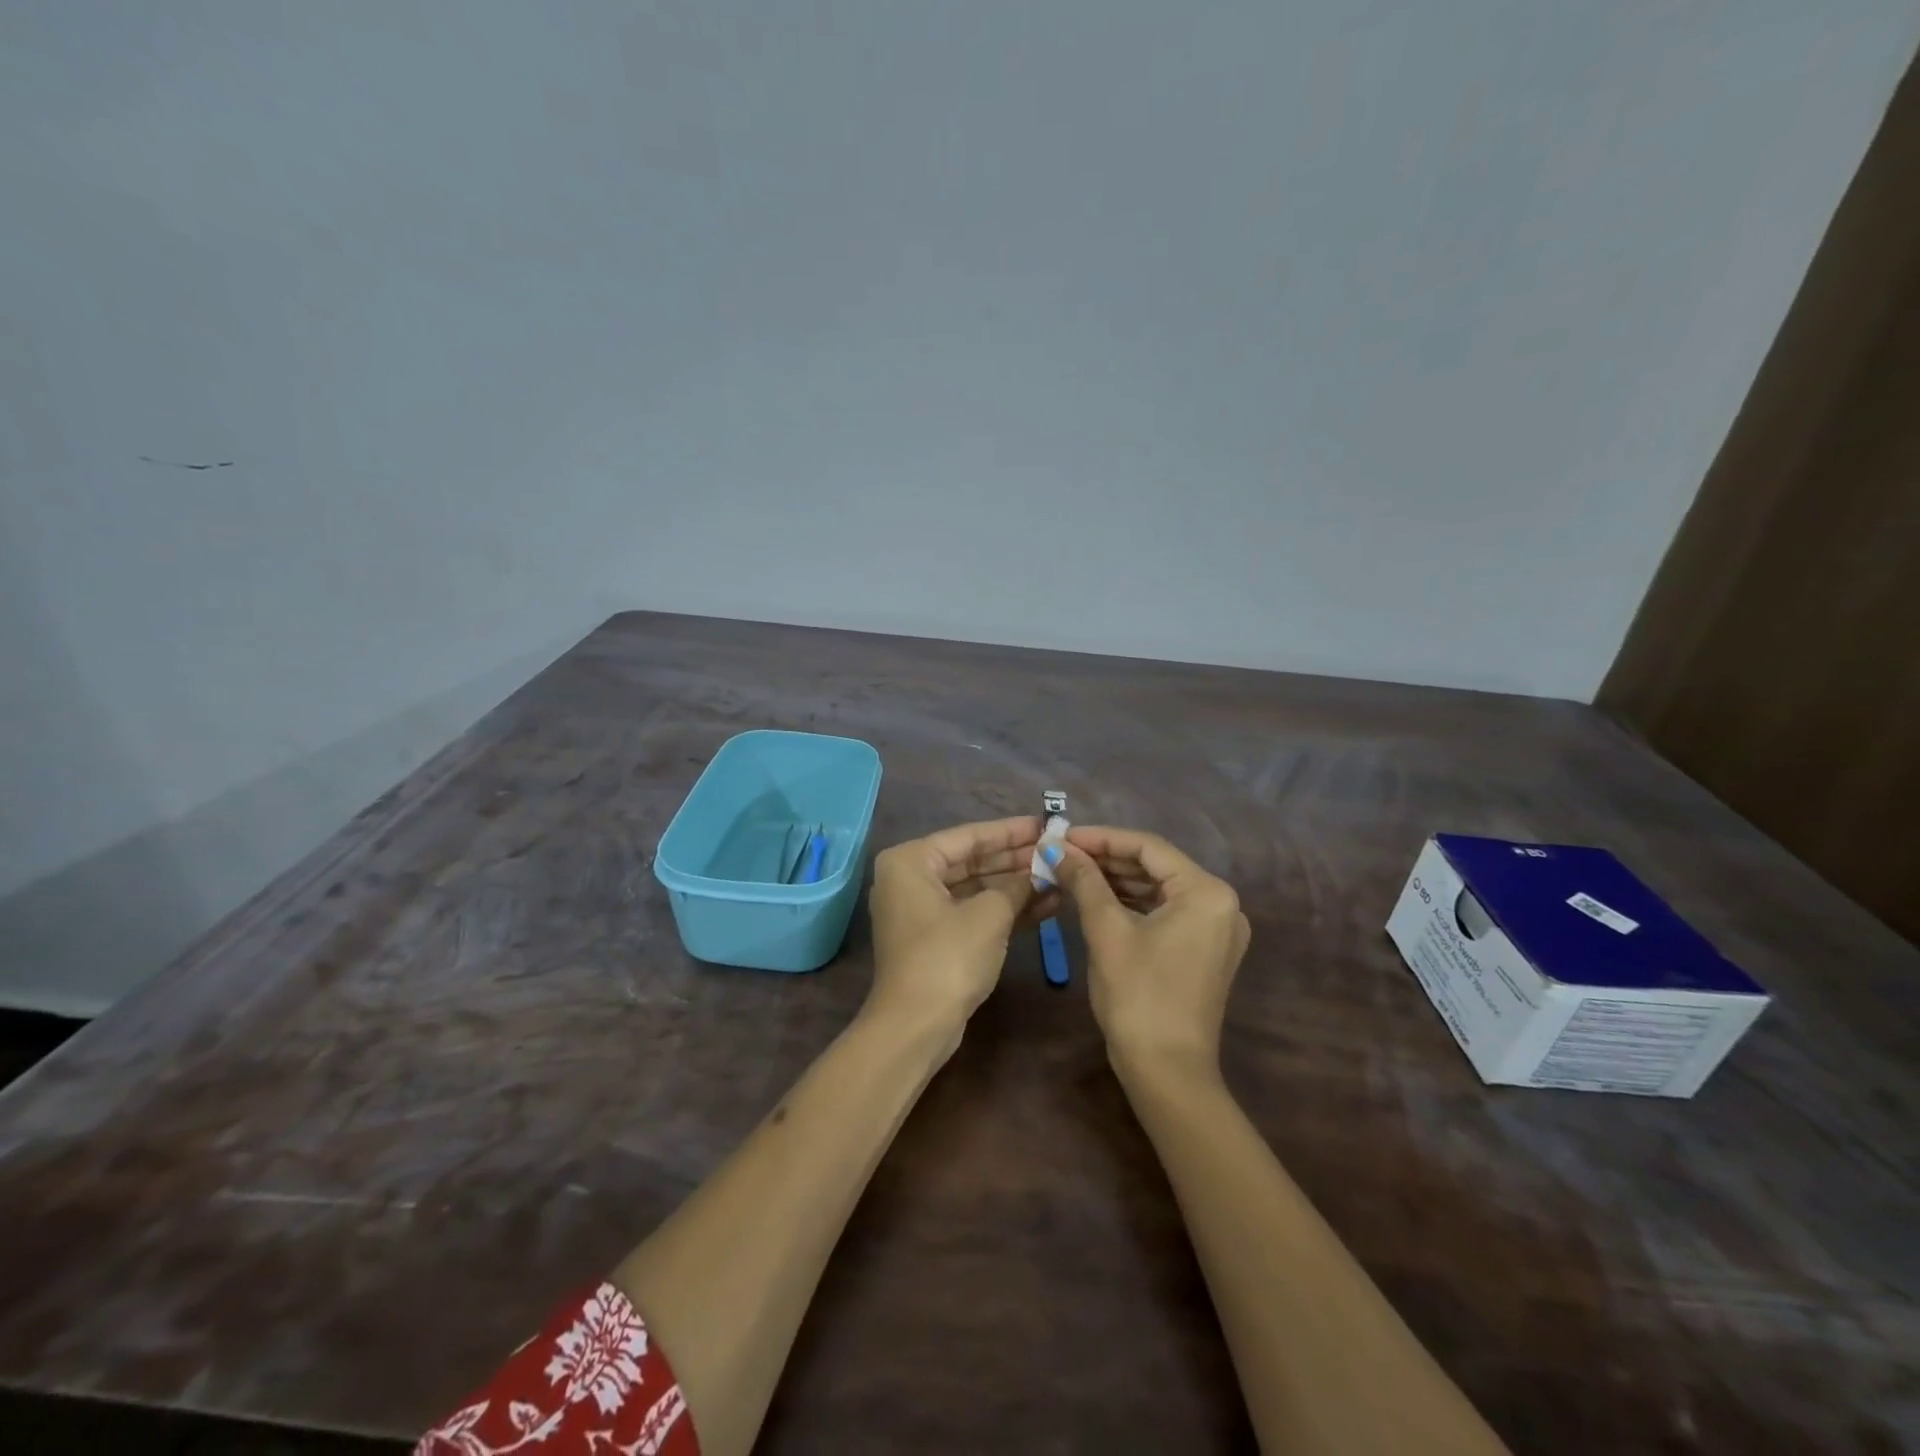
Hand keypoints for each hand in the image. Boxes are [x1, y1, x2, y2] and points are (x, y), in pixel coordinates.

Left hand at [865, 817, 1051, 1042]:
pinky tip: (1046, 905)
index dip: (1011, 832)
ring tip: (1060, 879)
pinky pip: (973, 913)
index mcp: (911, 861)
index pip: (969, 836)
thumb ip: (1017, 886)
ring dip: (1016, 887)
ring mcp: (921, 911)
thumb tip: (1041, 872)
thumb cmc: (948, 956)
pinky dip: (1005, 910)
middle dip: (1016, 860)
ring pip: (976, 889)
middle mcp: (910, 879)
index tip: (1045, 825)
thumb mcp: (989, 915)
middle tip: (1057, 852)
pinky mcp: (935, 939)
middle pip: (972, 861)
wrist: (916, 1026)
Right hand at [1052, 826, 1250, 1079]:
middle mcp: (1221, 904)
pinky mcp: (1204, 951)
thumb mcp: (1106, 930)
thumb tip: (1055, 847)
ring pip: (1159, 889)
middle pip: (1156, 866)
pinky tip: (1096, 898)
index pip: (1148, 847)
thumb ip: (1084, 880)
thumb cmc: (1138, 995)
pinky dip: (1131, 903)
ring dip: (1116, 880)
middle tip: (1062, 854)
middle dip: (1107, 859)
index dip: (1102, 837)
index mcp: (1207, 892)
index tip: (1062, 835)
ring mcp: (1216, 930)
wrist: (1167, 1073)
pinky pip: (1165, 912)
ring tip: (1072, 872)